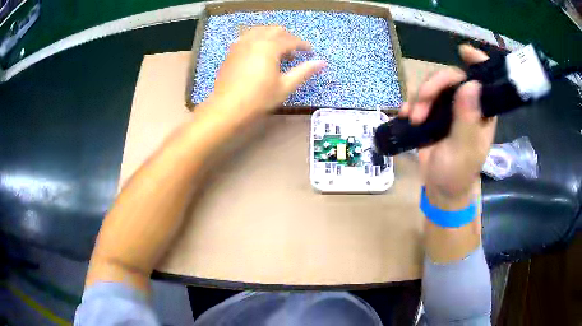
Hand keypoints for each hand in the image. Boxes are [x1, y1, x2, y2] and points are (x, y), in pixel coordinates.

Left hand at [205, 26, 325, 119]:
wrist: (227, 107)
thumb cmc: (259, 98)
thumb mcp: (285, 86)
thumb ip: (304, 71)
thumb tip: (322, 62)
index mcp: (269, 47)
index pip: (291, 40)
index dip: (303, 45)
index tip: (310, 51)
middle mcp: (255, 40)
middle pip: (275, 30)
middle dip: (288, 37)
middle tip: (294, 51)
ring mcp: (241, 44)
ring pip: (260, 30)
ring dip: (272, 35)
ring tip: (277, 49)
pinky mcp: (232, 51)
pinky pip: (247, 37)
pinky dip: (257, 39)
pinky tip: (259, 51)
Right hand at [401, 45, 496, 208]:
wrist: (439, 188)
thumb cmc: (457, 173)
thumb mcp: (464, 151)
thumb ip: (467, 120)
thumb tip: (470, 85)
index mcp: (482, 111)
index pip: (484, 80)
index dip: (476, 62)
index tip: (463, 51)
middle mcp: (467, 104)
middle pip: (451, 77)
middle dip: (433, 86)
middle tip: (421, 106)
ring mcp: (448, 107)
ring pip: (432, 85)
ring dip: (420, 98)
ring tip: (414, 119)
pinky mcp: (432, 113)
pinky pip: (419, 97)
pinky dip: (411, 103)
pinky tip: (406, 116)